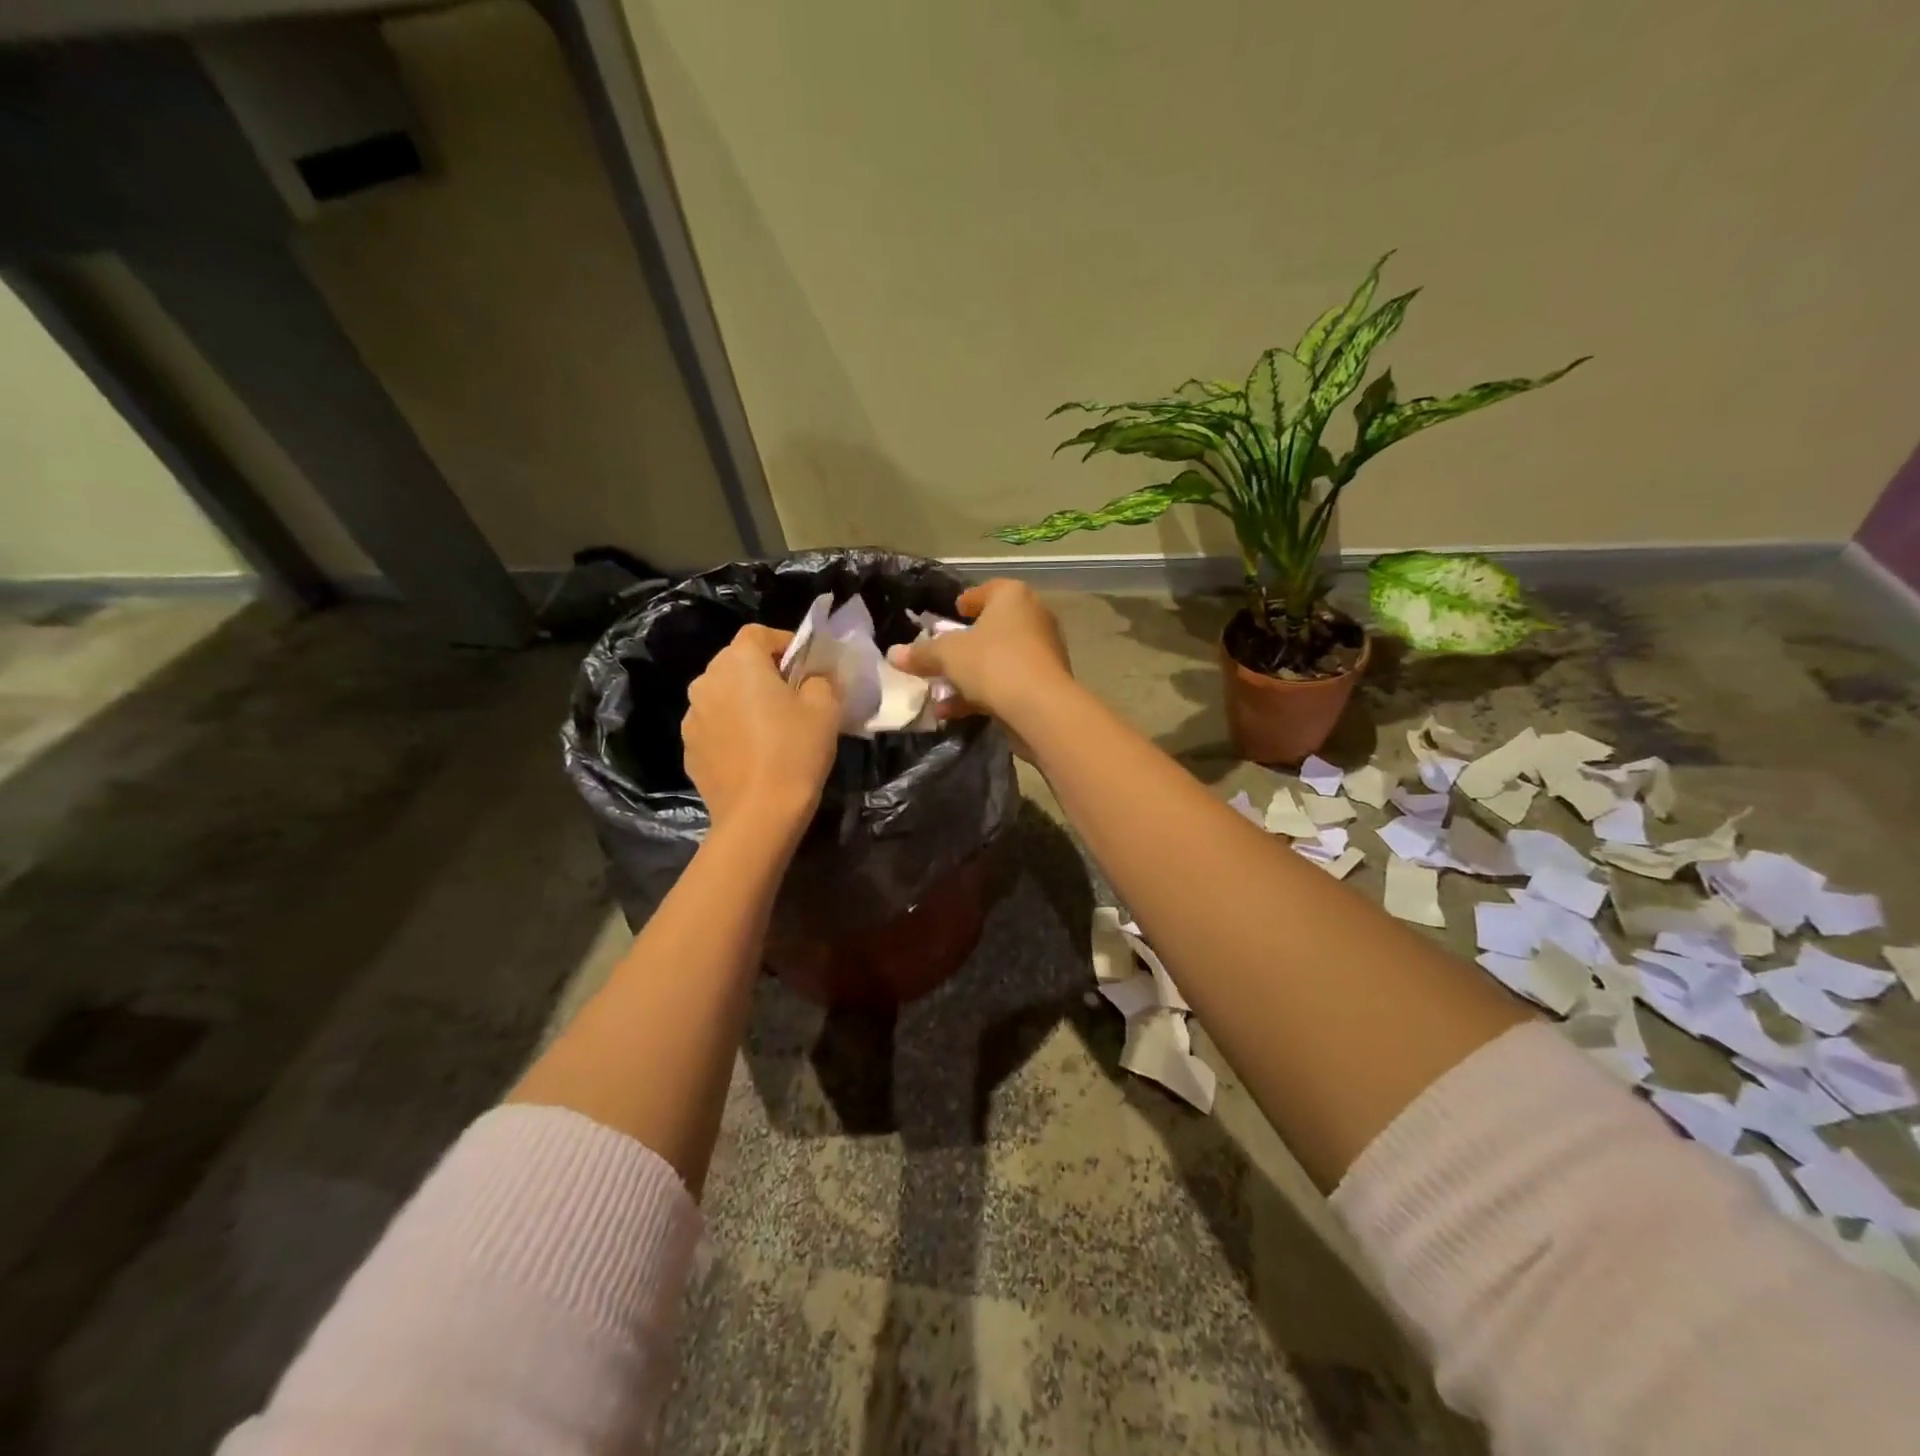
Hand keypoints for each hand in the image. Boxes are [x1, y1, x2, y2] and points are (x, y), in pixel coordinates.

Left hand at [683, 625, 841, 833]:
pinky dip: (732, 730)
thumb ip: (819, 679)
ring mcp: (691, 716)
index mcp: (738, 662)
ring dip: (744, 702)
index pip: (759, 634)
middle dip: (764, 673)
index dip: (785, 643)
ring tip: (771, 729)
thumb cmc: (795, 751)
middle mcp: (706, 680)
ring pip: (724, 695)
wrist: (759, 814)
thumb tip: (811, 678)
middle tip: (793, 698)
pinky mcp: (689, 747)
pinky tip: (753, 754)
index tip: (807, 667)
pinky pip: (715, 725)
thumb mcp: (825, 707)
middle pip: (737, 663)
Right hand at [887, 579, 1071, 723]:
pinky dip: (982, 694)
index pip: (989, 590)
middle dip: (966, 643)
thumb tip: (892, 654)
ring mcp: (1042, 652)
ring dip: (969, 675)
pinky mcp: (1045, 684)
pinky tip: (952, 713)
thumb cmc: (992, 663)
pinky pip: (1007, 683)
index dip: (969, 599)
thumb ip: (921, 654)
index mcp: (1013, 597)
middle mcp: (1033, 618)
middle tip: (943, 652)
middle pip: (994, 627)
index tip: (954, 610)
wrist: (1040, 707)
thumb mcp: (947, 655)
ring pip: (999, 660)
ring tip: (939, 691)